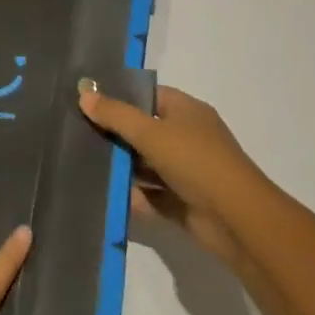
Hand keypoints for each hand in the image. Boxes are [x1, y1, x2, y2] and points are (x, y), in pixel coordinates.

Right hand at [79, 84, 271, 269]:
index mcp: (186, 111)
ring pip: (146, 165)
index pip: (149, 95)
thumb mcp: (151, 132)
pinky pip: (151, 195)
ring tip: (82, 164)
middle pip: (144, 130)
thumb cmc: (196, 162)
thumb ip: (116, 115)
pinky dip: (133, 196)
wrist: (238, 221)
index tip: (88, 101)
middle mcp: (187, 137)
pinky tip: (103, 195)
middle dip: (115, 135)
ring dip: (121, 168)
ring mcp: (186, 171)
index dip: (121, 96)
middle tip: (77, 134)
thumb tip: (84, 92)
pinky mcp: (183, 202)